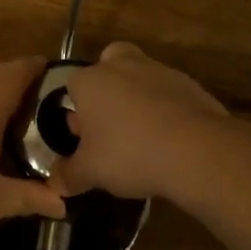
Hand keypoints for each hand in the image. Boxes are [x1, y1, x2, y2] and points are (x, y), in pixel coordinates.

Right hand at [51, 42, 228, 198]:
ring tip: (142, 138)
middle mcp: (122, 65)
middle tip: (110, 124)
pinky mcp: (189, 84)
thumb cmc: (129, 154)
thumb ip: (68, 175)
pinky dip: (166, 109)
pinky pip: (168, 93)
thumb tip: (54, 184)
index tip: (82, 138)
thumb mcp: (90, 172)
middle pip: (107, 67)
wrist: (196, 150)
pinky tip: (169, 139)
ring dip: (138, 99)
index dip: (76, 112)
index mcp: (90, 80)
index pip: (72, 86)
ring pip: (140, 77)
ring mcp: (158, 70)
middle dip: (107, 90)